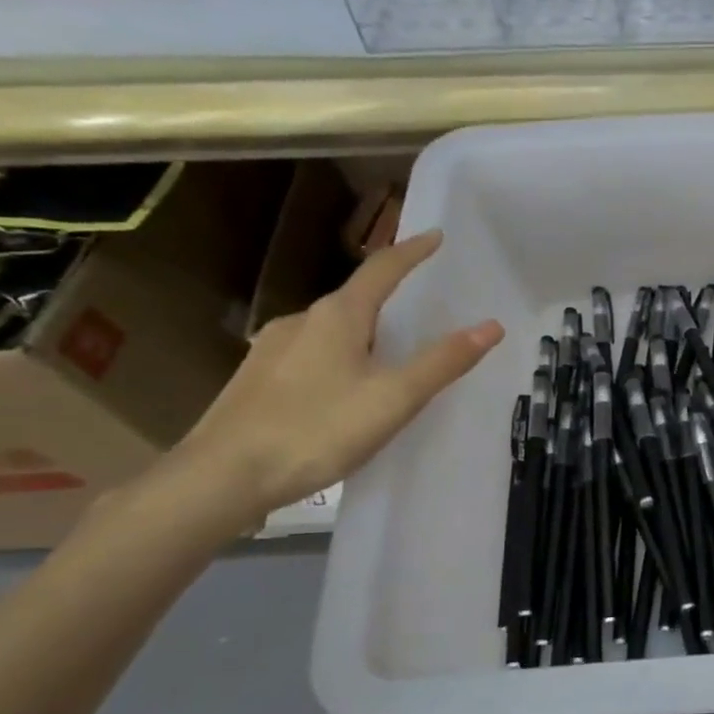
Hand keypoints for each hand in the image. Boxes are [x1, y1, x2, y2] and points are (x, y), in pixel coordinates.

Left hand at [168, 230, 502, 519]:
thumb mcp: (393, 398)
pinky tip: (344, 389)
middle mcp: (301, 321)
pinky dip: (340, 356)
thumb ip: (443, 362)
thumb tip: (491, 326)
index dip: (412, 251)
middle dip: (390, 297)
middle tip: (422, 309)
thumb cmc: (316, 430)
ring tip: (390, 355)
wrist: (221, 478)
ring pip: (331, 329)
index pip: (382, 269)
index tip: (436, 236)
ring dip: (364, 331)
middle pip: (355, 298)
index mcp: (337, 317)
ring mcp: (272, 349)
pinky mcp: (257, 379)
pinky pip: (311, 353)